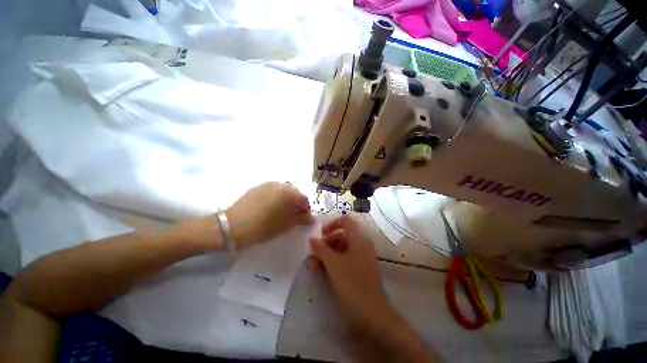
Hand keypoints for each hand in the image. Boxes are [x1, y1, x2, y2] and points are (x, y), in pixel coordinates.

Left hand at [226, 182, 314, 248]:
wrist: (234, 225)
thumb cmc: (265, 226)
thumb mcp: (287, 224)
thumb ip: (302, 219)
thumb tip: (313, 218)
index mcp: (289, 192)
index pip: (304, 199)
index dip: (306, 210)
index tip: (303, 220)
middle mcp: (280, 184)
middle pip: (294, 193)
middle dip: (296, 204)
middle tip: (293, 217)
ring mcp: (267, 184)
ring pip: (283, 192)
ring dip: (286, 201)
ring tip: (281, 213)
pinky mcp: (257, 187)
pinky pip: (272, 191)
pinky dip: (275, 198)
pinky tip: (269, 209)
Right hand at [309, 216, 390, 326]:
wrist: (373, 315)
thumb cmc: (352, 285)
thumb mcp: (334, 265)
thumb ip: (322, 249)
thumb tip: (312, 238)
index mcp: (359, 240)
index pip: (346, 222)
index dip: (332, 224)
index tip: (321, 233)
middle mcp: (362, 246)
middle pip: (343, 235)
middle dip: (328, 241)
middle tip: (316, 251)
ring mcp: (363, 258)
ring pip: (343, 248)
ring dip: (329, 252)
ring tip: (317, 263)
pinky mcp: (361, 270)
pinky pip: (346, 259)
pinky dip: (335, 261)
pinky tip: (325, 270)